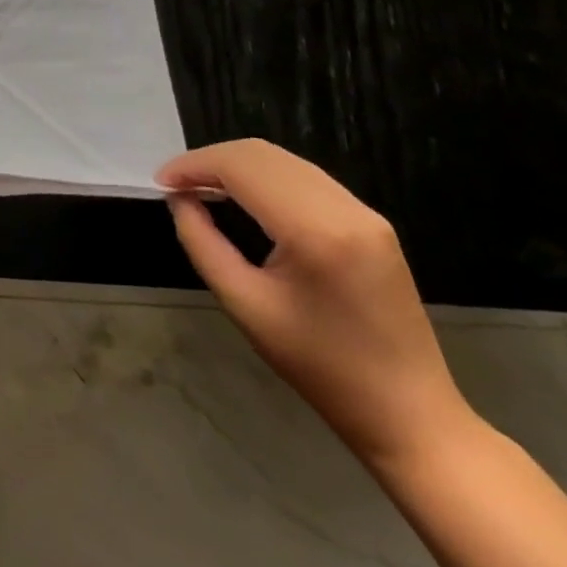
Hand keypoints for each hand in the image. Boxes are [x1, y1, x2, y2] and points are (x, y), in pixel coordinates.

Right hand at [160, 139, 472, 472]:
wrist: (408, 412)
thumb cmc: (318, 364)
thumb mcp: (243, 303)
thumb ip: (202, 241)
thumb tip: (179, 199)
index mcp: (316, 232)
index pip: (242, 168)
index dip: (193, 166)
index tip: (159, 182)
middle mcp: (346, 210)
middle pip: (262, 155)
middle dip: (210, 160)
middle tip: (175, 184)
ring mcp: (366, 214)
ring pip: (284, 161)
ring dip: (235, 165)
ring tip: (200, 188)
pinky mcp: (371, 223)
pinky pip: (305, 178)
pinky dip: (263, 176)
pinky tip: (240, 197)